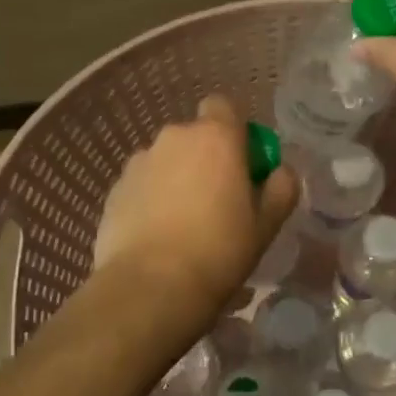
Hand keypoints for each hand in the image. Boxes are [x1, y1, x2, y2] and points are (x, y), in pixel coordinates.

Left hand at [92, 96, 298, 350]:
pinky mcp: (114, 190)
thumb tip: (280, 171)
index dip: (235, 132)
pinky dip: (151, 201)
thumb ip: (281, 188)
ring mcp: (139, 162)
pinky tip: (157, 238)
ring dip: (177, 180)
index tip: (243, 166)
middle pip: (195, 137)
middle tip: (218, 203)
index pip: (224, 106)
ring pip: (167, 161)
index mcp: (215, 136)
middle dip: (206, 160)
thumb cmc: (218, 251)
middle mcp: (174, 137)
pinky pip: (142, 185)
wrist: (149, 288)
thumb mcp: (266, 224)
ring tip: (183, 226)